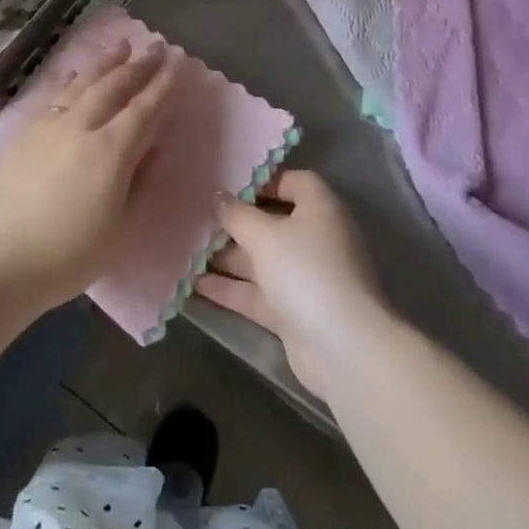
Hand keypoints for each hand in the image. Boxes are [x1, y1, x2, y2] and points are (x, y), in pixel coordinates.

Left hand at [0, 39, 181, 315]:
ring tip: (122, 46)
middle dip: (139, 65)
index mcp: (111, 151)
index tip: (178, 62)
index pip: (145, 108)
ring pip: (84, 84)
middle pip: (115, 86)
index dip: (164, 84)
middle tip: (157, 47)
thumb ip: (140, 183)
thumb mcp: (120, 230)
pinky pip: (56, 95)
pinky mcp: (25, 134)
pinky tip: (77, 74)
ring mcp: (49, 127)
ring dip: (107, 64)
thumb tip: (153, 147)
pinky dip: (73, 80)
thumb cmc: (65, 257)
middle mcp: (81, 127)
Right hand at [195, 169, 393, 399]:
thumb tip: (219, 197)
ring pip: (261, 260)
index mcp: (320, 209)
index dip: (264, 181)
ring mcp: (306, 277)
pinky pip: (258, 293)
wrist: (342, 347)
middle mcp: (316, 238)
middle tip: (197, 219)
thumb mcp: (265, 235)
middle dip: (236, 223)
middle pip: (272, 222)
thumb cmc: (306, 271)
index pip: (294, 182)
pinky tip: (193, 286)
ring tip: (186, 251)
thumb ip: (238, 214)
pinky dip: (231, 289)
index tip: (228, 187)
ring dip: (227, 257)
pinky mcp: (294, 311)